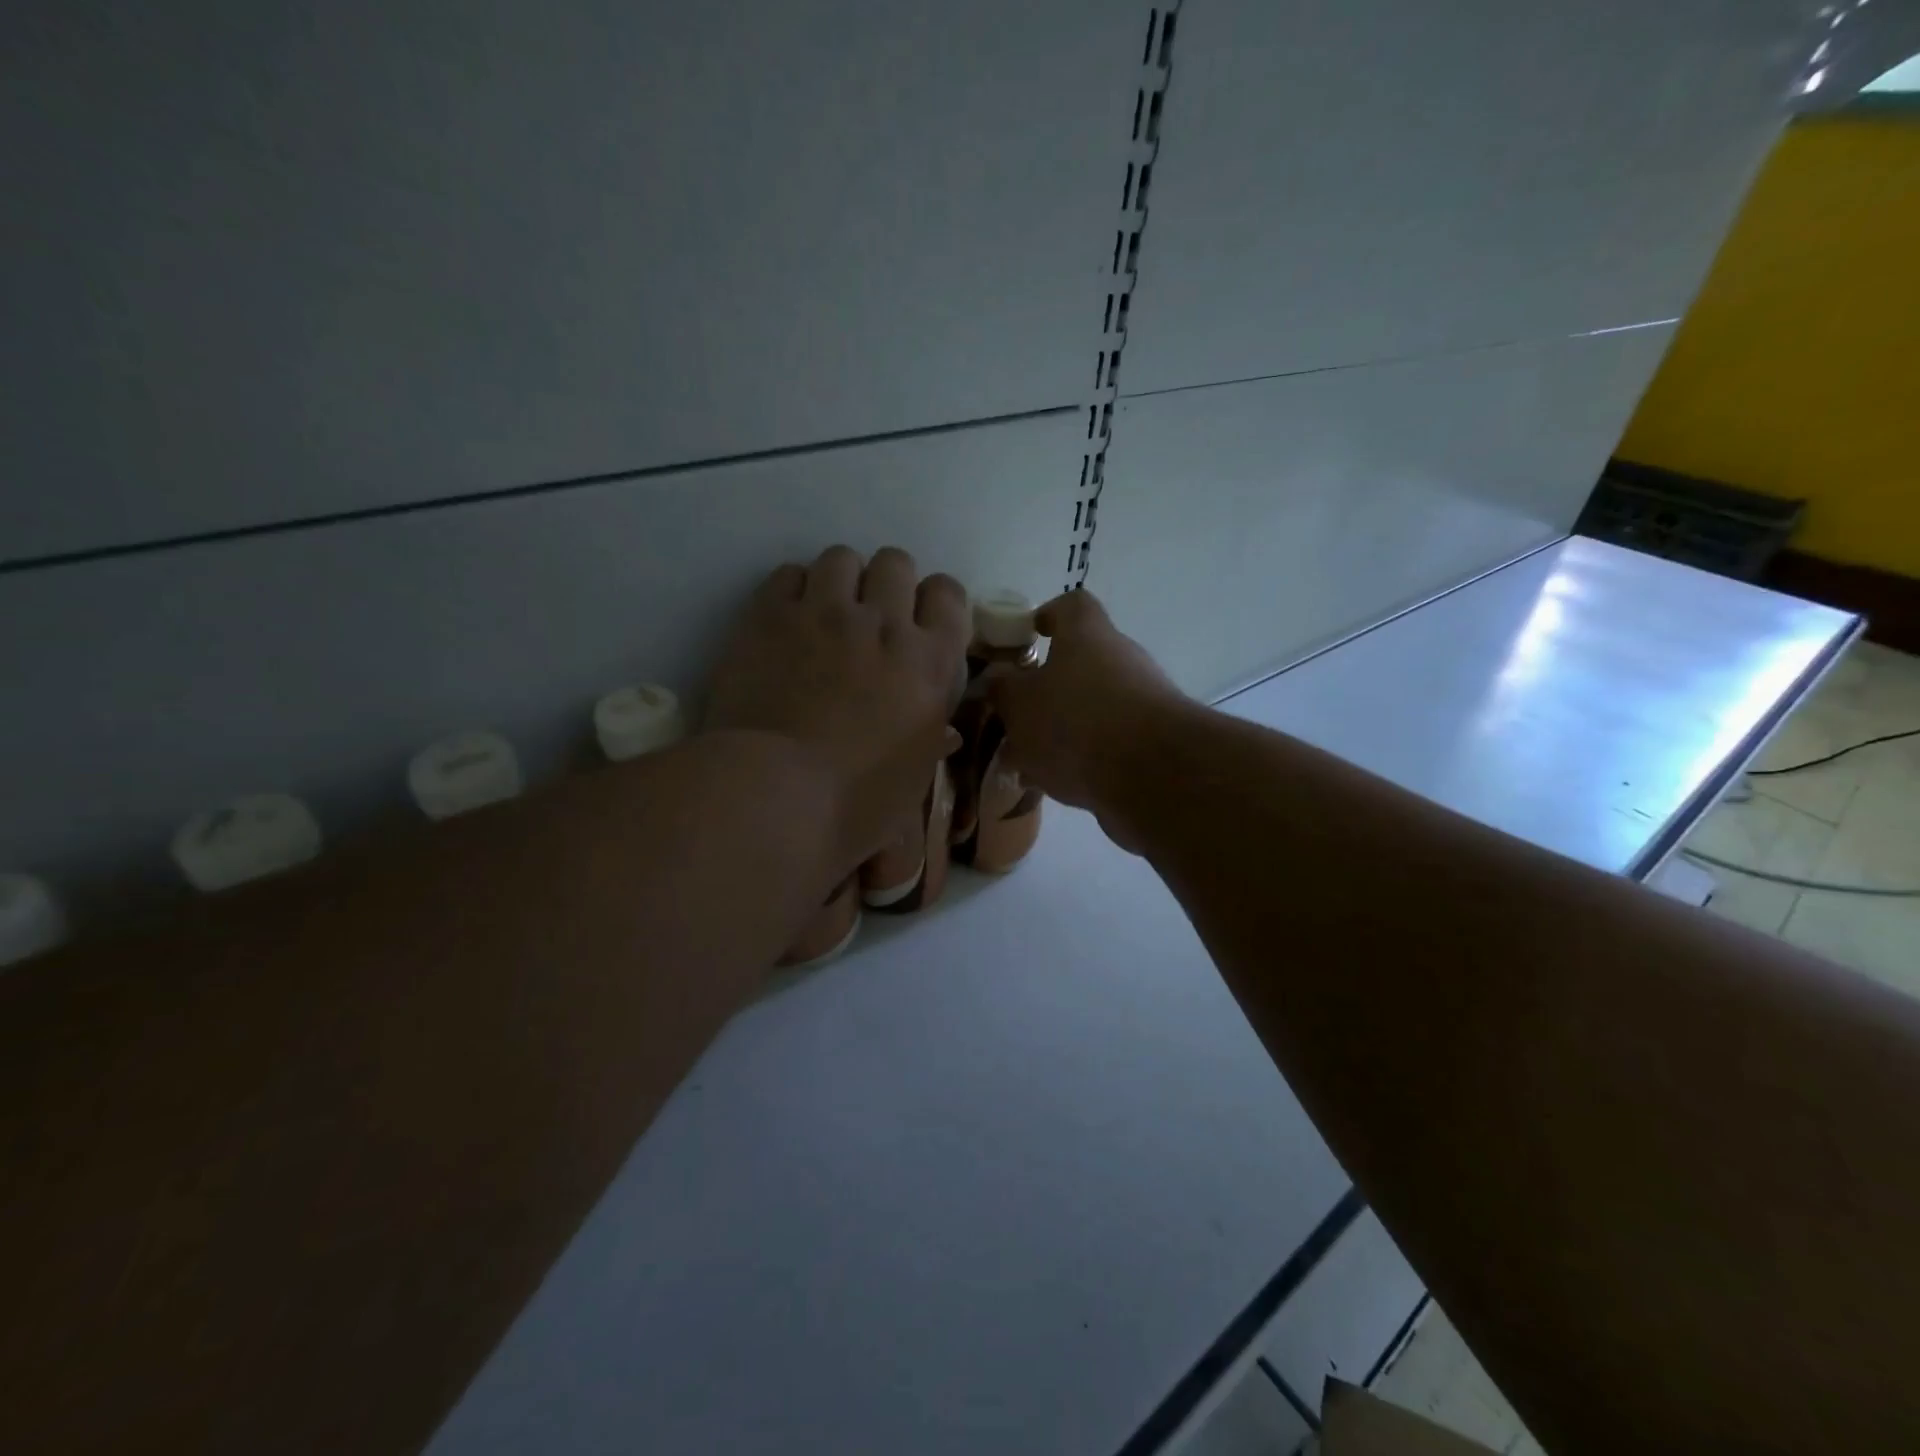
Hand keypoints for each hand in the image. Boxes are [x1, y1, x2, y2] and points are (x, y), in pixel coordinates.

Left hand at [705, 546, 967, 877]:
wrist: (777, 794)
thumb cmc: (858, 803)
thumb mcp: (915, 777)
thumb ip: (930, 739)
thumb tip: (942, 734)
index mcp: (930, 662)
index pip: (948, 594)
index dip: (934, 601)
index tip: (919, 622)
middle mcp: (884, 623)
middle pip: (896, 562)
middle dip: (887, 583)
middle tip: (870, 618)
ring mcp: (825, 612)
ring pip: (841, 556)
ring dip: (840, 580)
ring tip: (825, 612)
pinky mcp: (770, 614)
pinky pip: (788, 573)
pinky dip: (792, 590)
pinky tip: (786, 620)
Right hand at [987, 590, 1186, 846]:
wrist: (1155, 776)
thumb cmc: (1076, 722)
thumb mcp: (1020, 704)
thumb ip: (1003, 689)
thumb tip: (997, 677)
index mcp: (1087, 635)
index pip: (1071, 605)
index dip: (1047, 615)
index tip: (1028, 635)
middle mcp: (1121, 658)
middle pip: (1080, 662)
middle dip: (1046, 689)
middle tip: (1015, 716)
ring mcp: (1143, 701)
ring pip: (1091, 708)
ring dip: (1061, 730)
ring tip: (1027, 763)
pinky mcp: (1153, 742)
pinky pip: (1108, 742)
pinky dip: (1083, 758)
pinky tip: (1057, 787)